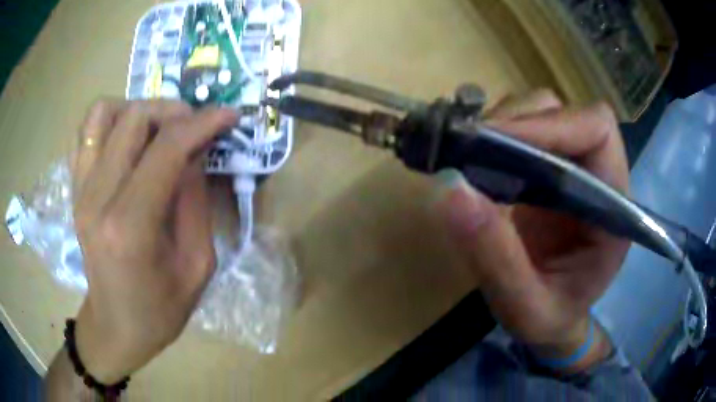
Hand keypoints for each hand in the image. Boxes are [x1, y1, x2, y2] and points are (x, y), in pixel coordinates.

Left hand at [70, 99, 235, 382]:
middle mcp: (97, 198)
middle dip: (173, 111)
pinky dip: (112, 121)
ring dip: (139, 110)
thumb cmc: (160, 308)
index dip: (202, 123)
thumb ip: (196, 200)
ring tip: (159, 130)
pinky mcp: (75, 188)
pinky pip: (88, 130)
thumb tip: (197, 149)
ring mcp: (80, 189)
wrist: (116, 325)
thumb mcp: (197, 264)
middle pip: (134, 118)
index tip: (229, 115)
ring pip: (104, 113)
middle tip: (195, 127)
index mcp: (130, 227)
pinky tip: (130, 141)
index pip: (166, 149)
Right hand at [433, 90, 628, 371]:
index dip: (549, 126)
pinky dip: (495, 134)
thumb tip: (450, 188)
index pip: (596, 131)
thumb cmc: (551, 319)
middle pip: (563, 112)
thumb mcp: (524, 306)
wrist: (554, 320)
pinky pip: (523, 129)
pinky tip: (475, 159)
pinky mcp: (549, 168)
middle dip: (516, 122)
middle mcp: (598, 174)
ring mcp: (573, 166)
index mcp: (613, 205)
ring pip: (540, 112)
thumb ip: (495, 257)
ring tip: (469, 155)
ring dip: (503, 125)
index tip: (495, 144)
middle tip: (469, 150)